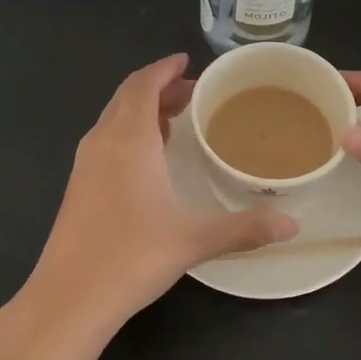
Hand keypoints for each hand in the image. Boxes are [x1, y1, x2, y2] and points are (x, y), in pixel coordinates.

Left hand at [22, 54, 296, 337]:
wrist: (68, 298)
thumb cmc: (132, 256)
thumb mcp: (195, 240)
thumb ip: (245, 228)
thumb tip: (292, 226)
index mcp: (129, 139)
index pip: (143, 85)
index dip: (164, 69)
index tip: (186, 61)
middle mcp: (102, 142)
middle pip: (128, 97)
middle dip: (158, 87)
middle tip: (192, 92)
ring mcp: (84, 165)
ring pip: (113, 118)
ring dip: (142, 109)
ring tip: (174, 118)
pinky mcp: (77, 187)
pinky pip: (105, 140)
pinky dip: (128, 132)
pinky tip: (148, 159)